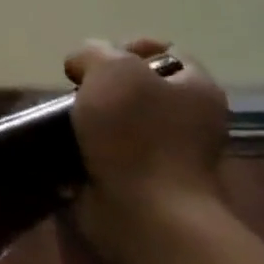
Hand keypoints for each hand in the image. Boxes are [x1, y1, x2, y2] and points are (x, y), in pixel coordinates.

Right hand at [65, 38, 230, 263]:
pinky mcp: (143, 181)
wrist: (146, 214)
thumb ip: (93, 52)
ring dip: (91, 118)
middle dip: (102, 86)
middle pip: (138, 86)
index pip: (163, 51)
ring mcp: (168, 153)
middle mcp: (190, 118)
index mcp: (197, 87)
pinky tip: (69, 147)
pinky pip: (110, 151)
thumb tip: (82, 64)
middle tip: (78, 92)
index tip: (95, 64)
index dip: (125, 49)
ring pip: (120, 120)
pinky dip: (88, 148)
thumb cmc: (136, 135)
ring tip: (66, 120)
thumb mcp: (110, 69)